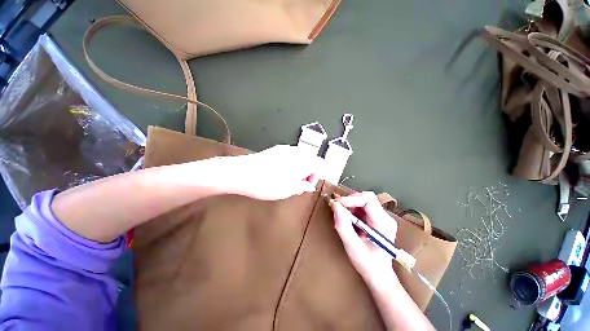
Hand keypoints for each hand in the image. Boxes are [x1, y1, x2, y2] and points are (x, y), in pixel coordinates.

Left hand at [225, 145, 322, 200]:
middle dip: (309, 170)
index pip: (318, 164)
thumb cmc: (264, 185)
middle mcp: (295, 153)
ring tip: (290, 177)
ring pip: (302, 155)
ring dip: (301, 165)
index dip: (315, 176)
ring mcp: (285, 149)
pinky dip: (293, 161)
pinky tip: (282, 170)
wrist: (240, 172)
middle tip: (299, 182)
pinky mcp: (276, 148)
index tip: (307, 184)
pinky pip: (292, 153)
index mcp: (300, 163)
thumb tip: (310, 186)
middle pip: (311, 158)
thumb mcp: (285, 191)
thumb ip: (301, 187)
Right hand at [331, 192, 398, 287]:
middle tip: (336, 208)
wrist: (379, 276)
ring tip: (339, 215)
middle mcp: (384, 217)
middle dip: (349, 201)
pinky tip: (345, 218)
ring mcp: (381, 217)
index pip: (368, 199)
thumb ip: (343, 225)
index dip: (351, 199)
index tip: (337, 204)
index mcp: (383, 222)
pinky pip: (361, 208)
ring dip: (349, 205)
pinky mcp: (375, 220)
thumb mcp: (352, 246)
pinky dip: (351, 210)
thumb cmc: (368, 264)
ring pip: (362, 201)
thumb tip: (335, 205)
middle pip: (365, 198)